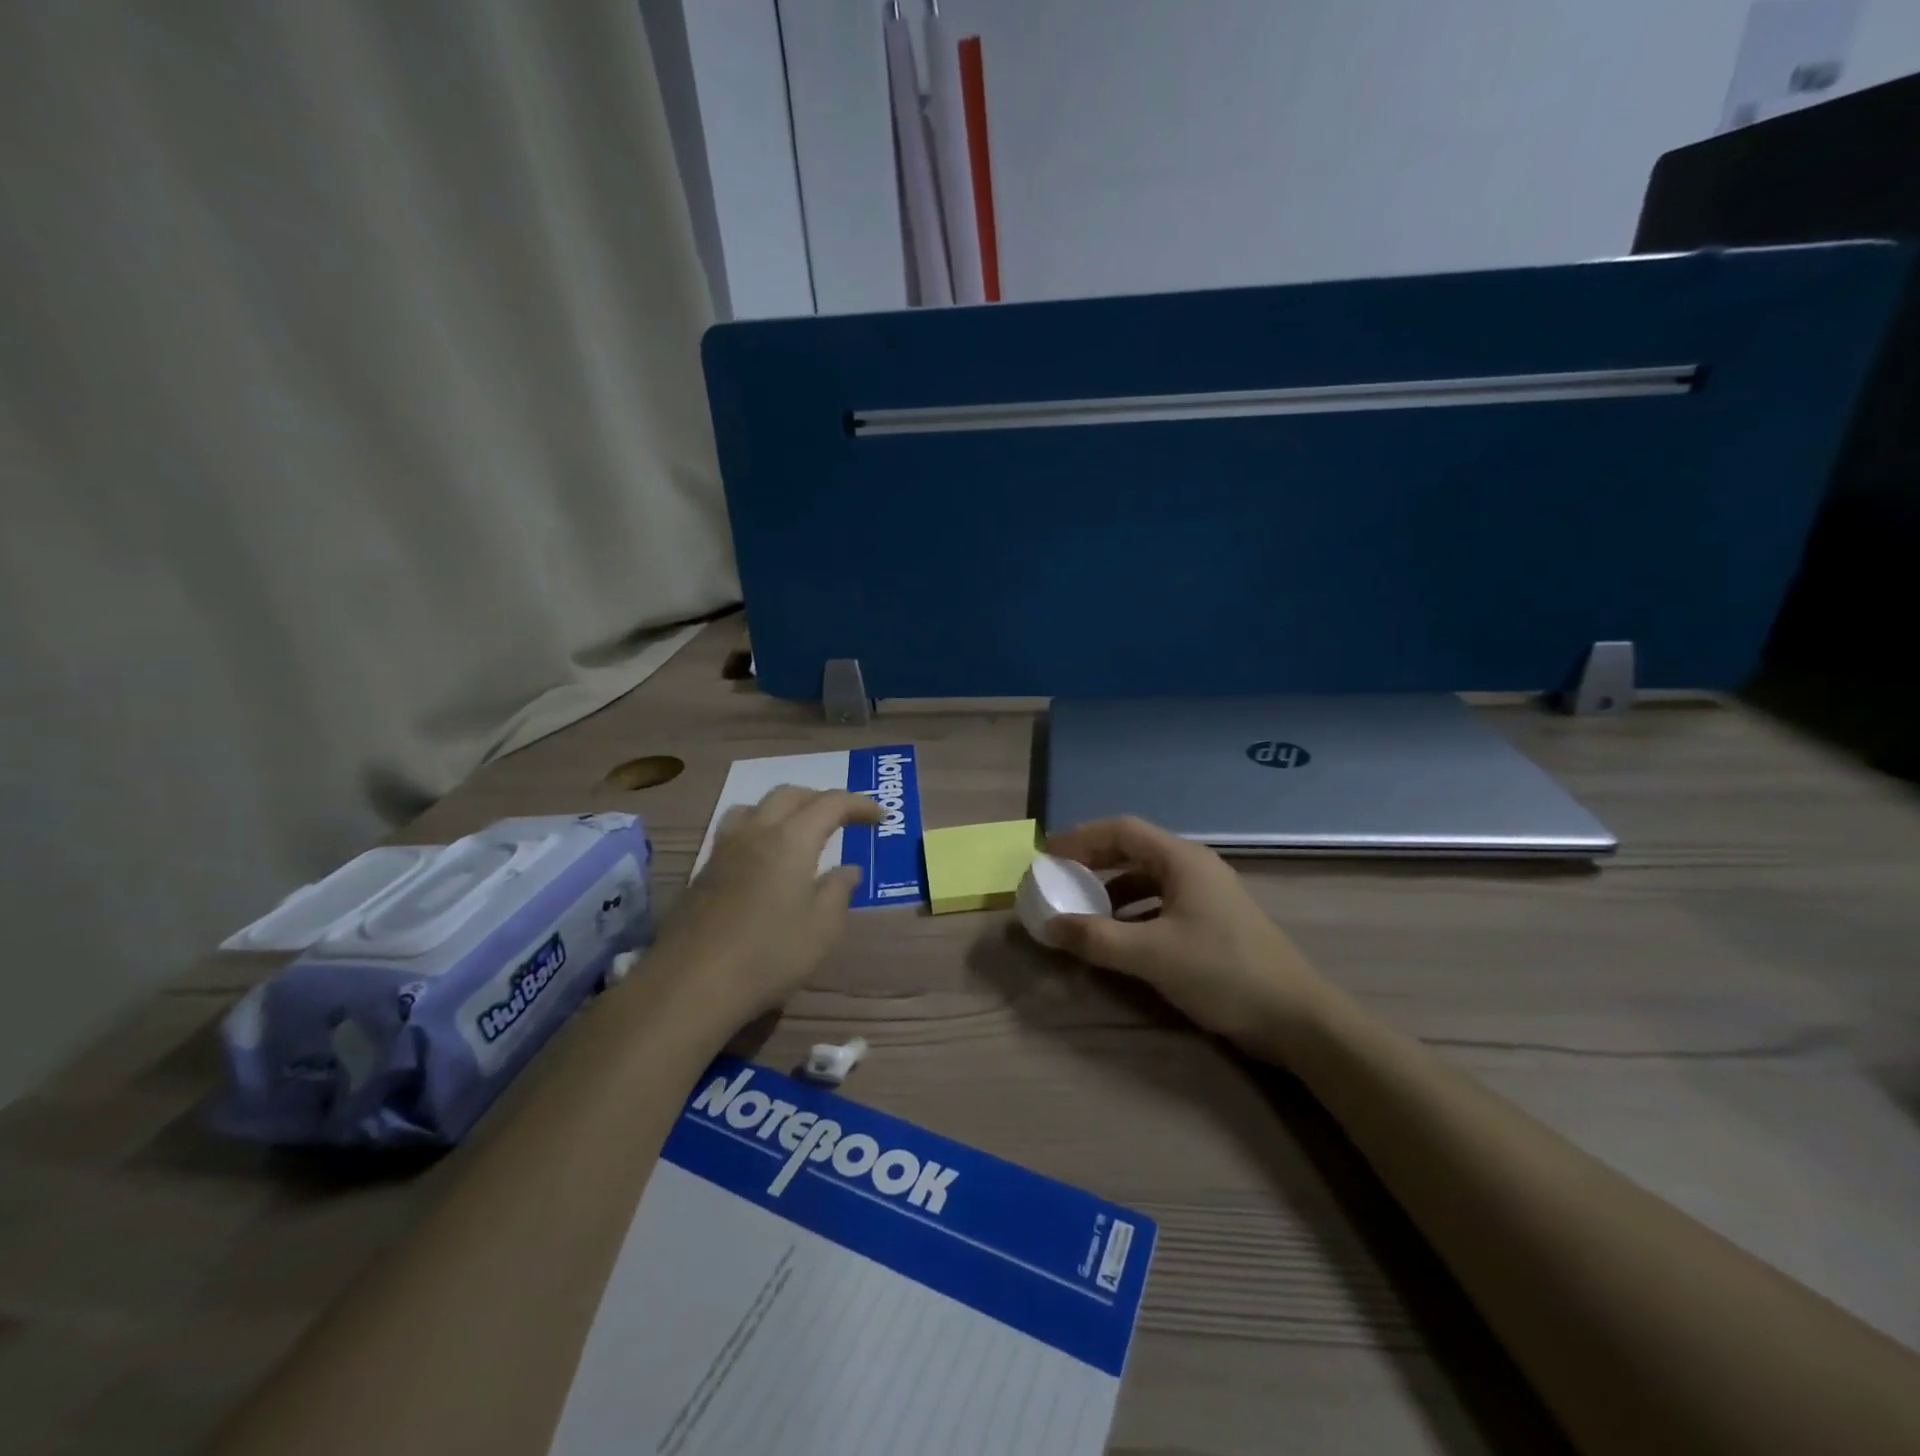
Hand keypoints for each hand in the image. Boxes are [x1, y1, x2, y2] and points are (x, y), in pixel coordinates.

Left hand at [651, 786, 882, 1019]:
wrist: (692, 983)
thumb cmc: (769, 954)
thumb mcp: (822, 929)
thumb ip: (838, 892)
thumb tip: (848, 869)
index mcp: (792, 839)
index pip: (831, 803)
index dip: (858, 804)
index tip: (878, 817)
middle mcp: (756, 832)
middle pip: (789, 794)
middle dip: (820, 799)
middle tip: (842, 819)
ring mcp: (724, 849)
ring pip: (755, 806)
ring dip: (783, 808)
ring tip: (797, 830)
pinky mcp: (703, 871)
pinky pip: (735, 830)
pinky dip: (759, 829)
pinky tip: (763, 860)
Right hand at [1045, 816, 1330, 1054]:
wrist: (1296, 1018)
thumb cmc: (1222, 972)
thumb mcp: (1152, 954)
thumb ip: (1096, 938)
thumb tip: (1049, 925)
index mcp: (1182, 859)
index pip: (1121, 830)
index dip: (1081, 838)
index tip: (1048, 855)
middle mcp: (1194, 867)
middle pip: (1133, 850)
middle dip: (1093, 861)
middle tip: (1059, 879)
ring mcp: (1206, 894)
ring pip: (1147, 878)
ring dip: (1111, 889)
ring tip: (1082, 910)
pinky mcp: (1212, 921)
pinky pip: (1160, 903)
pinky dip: (1132, 912)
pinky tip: (1119, 936)